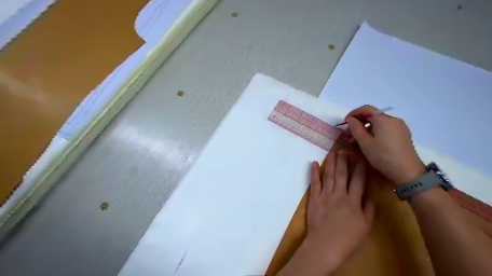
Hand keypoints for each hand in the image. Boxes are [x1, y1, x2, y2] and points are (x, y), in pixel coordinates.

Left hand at [307, 151, 375, 268]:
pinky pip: (314, 182)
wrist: (325, 245)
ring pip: (329, 175)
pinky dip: (313, 172)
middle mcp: (339, 194)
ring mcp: (325, 194)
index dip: (360, 168)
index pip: (358, 180)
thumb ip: (369, 210)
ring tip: (333, 152)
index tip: (361, 158)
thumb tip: (371, 196)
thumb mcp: (365, 227)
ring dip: (331, 162)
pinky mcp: (314, 198)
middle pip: (342, 174)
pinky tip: (314, 163)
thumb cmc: (347, 239)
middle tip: (344, 149)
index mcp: (353, 201)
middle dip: (344, 160)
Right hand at [345, 104, 427, 185]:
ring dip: (366, 130)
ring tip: (357, 142)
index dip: (354, 113)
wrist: (407, 172)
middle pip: (372, 117)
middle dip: (359, 124)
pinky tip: (369, 144)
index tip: (345, 122)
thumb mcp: (365, 142)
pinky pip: (385, 130)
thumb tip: (350, 119)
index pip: (366, 109)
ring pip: (378, 124)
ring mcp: (399, 128)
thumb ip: (355, 128)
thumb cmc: (383, 155)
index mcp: (383, 119)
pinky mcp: (402, 135)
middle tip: (349, 135)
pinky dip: (374, 133)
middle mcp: (393, 120)